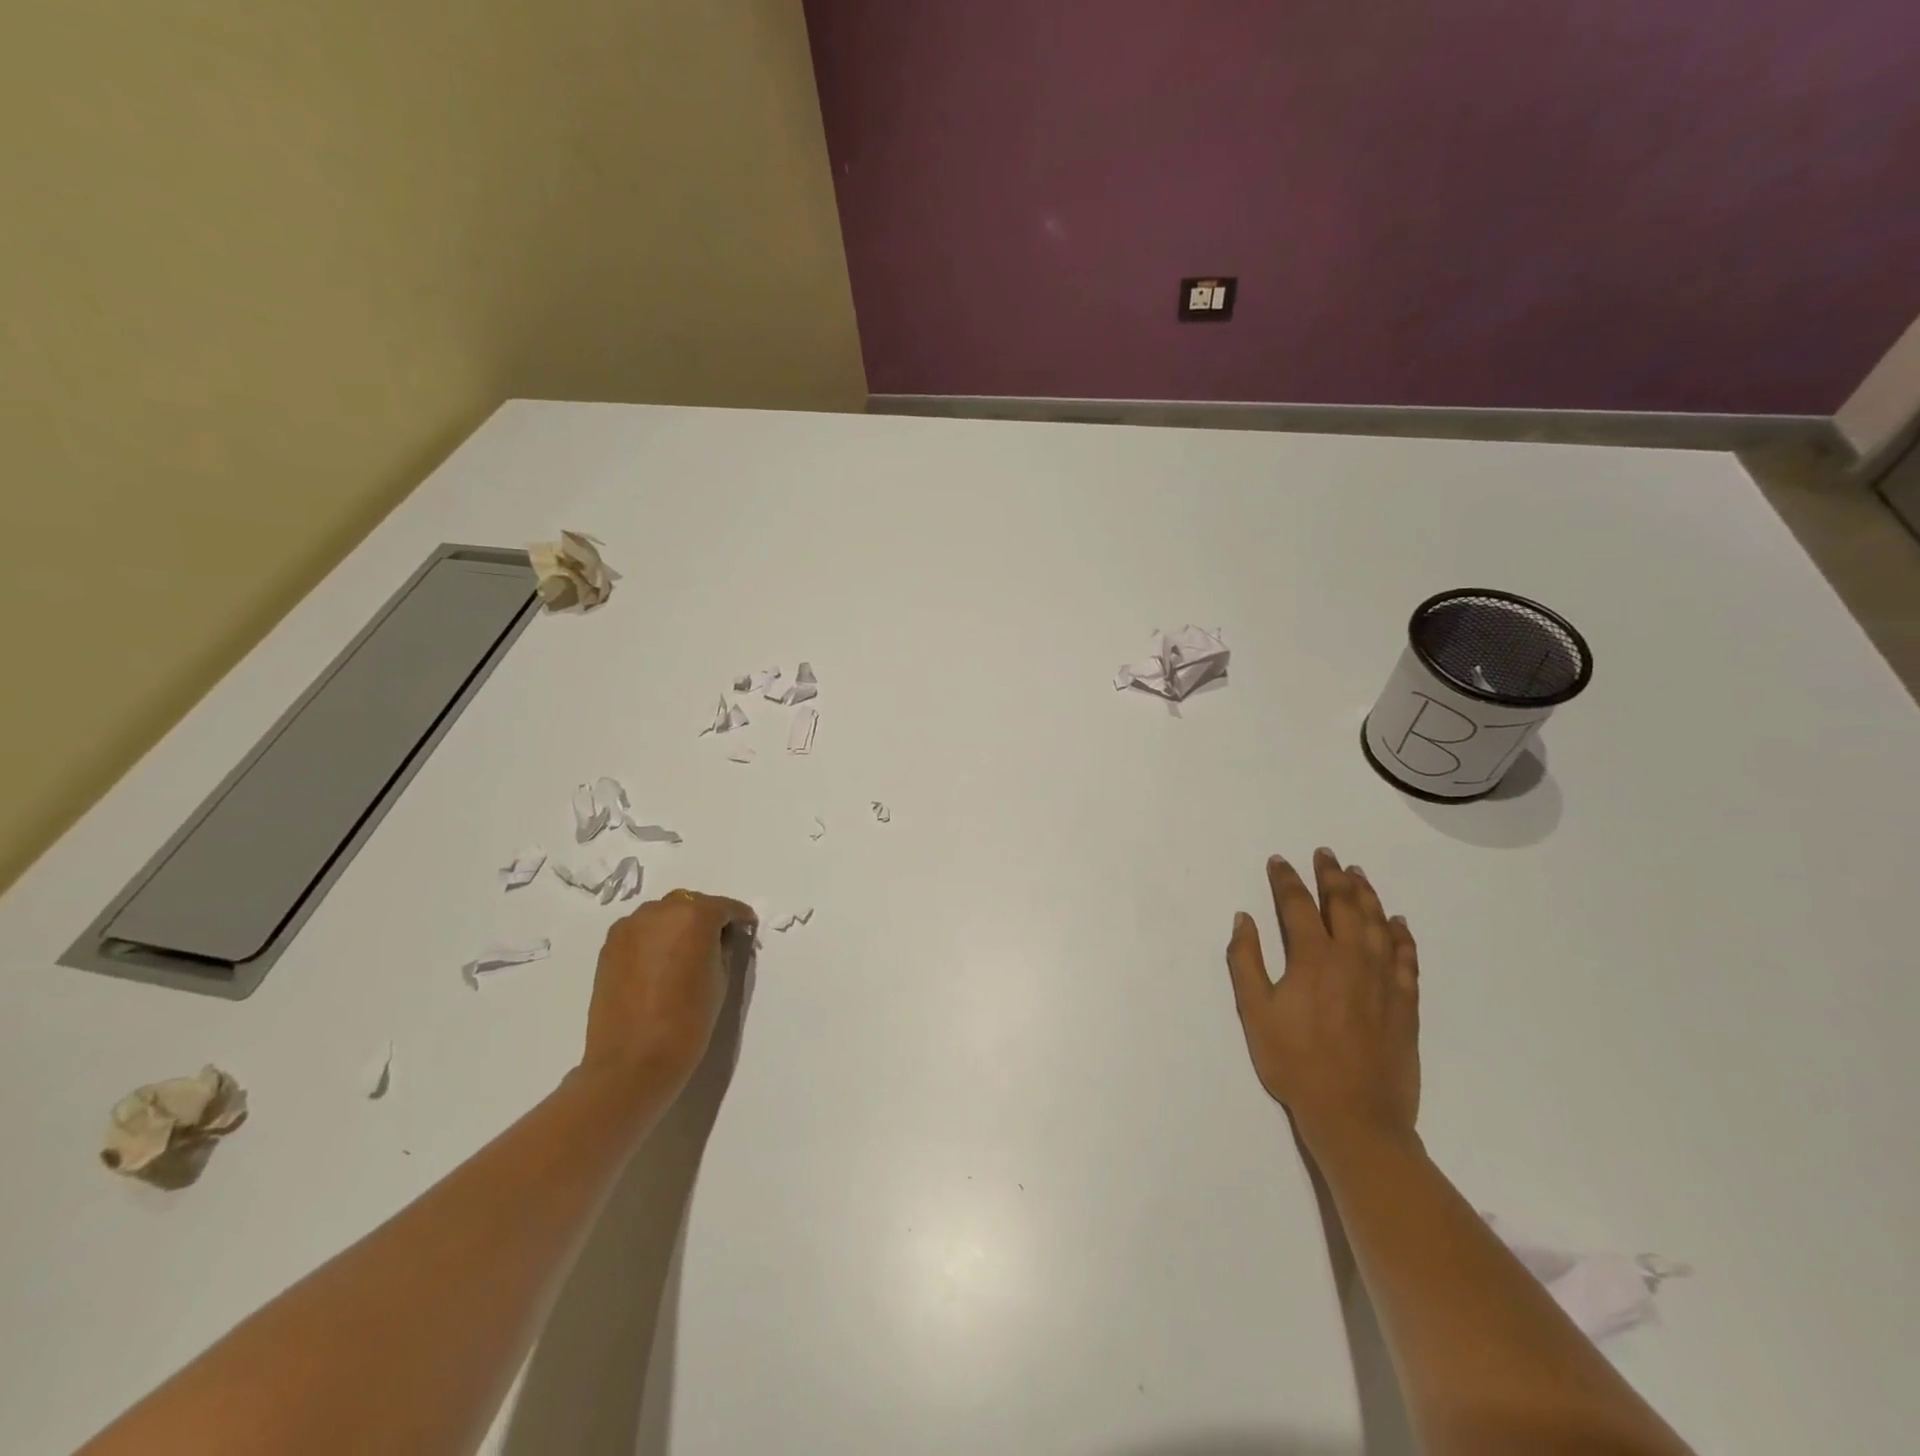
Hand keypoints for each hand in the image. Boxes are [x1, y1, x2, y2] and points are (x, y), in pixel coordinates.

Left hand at [582, 889, 756, 1090]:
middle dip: (705, 917)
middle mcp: (659, 911)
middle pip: (690, 904)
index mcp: (694, 916)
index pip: (724, 907)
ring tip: (685, 953)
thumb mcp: (720, 979)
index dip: (739, 918)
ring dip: (676, 925)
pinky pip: (640, 931)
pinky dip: (653, 939)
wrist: (632, 1062)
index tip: (747, 928)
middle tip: (716, 941)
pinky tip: (660, 963)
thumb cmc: (688, 1021)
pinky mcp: (609, 946)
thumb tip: (719, 938)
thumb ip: (722, 948)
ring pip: (662, 914)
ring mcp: (629, 927)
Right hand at [1226, 849, 1420, 1157]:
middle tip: (1325, 854)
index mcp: (1313, 957)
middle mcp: (1352, 958)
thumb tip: (1244, 919)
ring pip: (1377, 924)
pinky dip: (1401, 935)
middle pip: (1344, 905)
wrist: (1356, 1116)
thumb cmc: (1295, 1063)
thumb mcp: (1255, 1012)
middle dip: (1331, 875)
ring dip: (1366, 894)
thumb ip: (1246, 961)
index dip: (1286, 880)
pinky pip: (1406, 957)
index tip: (1279, 861)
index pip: (1297, 905)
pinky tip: (1398, 923)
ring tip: (1357, 874)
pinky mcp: (1405, 1003)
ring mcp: (1383, 979)